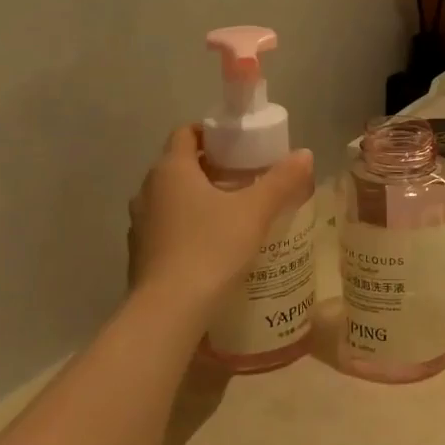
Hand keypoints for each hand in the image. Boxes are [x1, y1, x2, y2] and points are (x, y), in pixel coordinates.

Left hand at [127, 125, 314, 321]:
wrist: (169, 311)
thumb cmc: (211, 248)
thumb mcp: (255, 212)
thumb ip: (281, 180)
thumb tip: (304, 154)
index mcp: (171, 169)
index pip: (186, 133)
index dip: (212, 133)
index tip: (240, 145)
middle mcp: (147, 190)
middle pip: (180, 165)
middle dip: (212, 167)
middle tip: (247, 178)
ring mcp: (140, 224)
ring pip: (172, 198)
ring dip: (199, 199)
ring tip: (234, 213)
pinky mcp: (140, 254)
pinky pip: (167, 227)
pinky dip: (188, 227)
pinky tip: (214, 245)